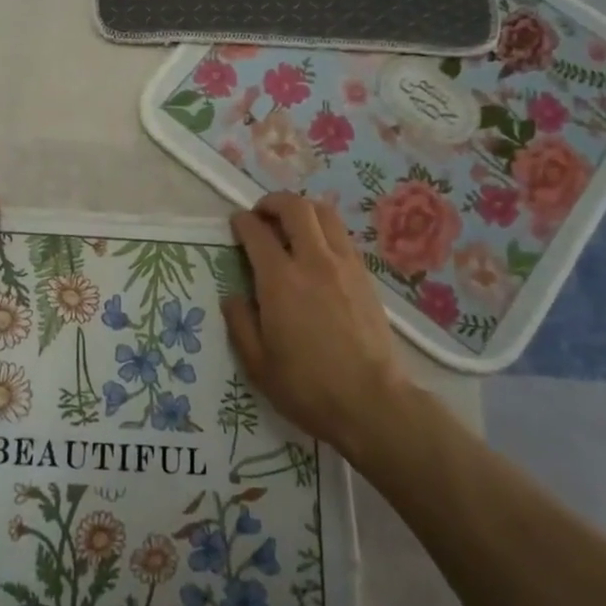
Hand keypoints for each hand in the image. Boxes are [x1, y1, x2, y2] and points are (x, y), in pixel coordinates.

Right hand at [222, 192, 407, 456]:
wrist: (372, 402)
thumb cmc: (307, 387)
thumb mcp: (257, 364)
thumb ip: (240, 323)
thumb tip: (233, 297)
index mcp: (280, 281)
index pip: (257, 232)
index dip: (242, 222)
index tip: (235, 224)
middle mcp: (313, 261)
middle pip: (296, 208)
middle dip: (273, 202)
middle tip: (261, 215)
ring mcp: (345, 266)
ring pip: (325, 214)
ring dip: (302, 211)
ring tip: (290, 226)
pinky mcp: (365, 276)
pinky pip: (342, 236)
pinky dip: (324, 230)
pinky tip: (316, 251)